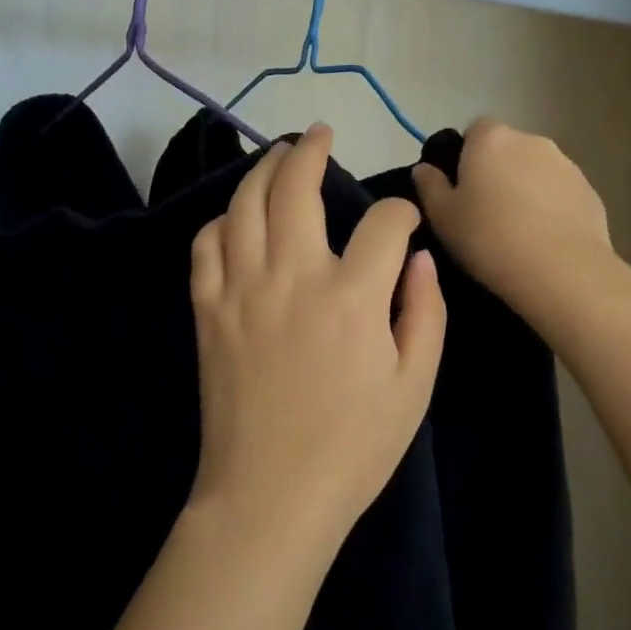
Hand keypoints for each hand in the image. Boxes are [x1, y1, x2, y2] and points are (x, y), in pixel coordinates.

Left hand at [189, 124, 446, 556]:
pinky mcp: (207, 310)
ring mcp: (242, 289)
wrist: (268, 496)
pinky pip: (206, 246)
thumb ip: (424, 312)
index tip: (405, 222)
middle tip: (319, 134)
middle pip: (296, 186)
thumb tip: (419, 257)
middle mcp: (293, 276)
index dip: (401, 213)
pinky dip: (220, 221)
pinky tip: (236, 219)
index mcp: (352, 296)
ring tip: (276, 155)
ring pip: (245, 204)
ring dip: (262, 170)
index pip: (383, 223)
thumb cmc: (352, 447)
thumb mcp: (414, 387)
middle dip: (311, 150)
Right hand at [412, 117, 616, 333]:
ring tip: (517, 230)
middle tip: (485, 212)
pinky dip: (551, 208)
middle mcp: (531, 140)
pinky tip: (544, 240)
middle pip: (507, 149)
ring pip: (536, 170)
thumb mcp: (442, 216)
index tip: (461, 189)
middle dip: (497, 172)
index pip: (474, 130)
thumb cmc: (489, 238)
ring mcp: (566, 165)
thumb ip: (429, 186)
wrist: (561, 272)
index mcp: (491, 139)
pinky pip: (560, 193)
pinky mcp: (590, 192)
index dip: (465, 156)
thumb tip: (424, 169)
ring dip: (525, 189)